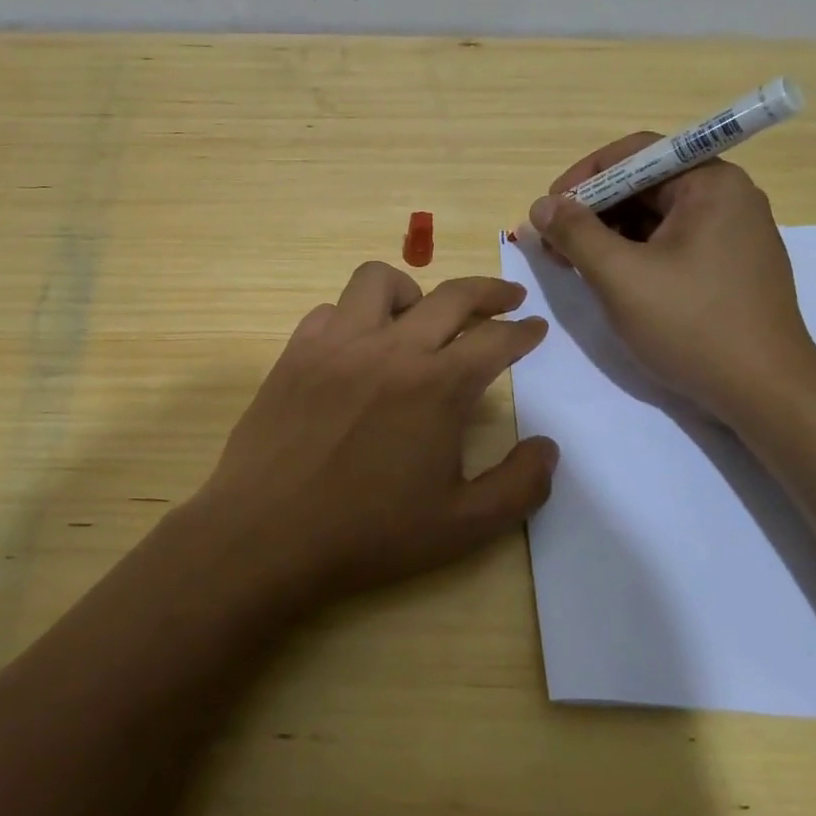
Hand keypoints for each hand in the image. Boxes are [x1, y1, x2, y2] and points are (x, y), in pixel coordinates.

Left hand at [190, 262, 558, 608]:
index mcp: (438, 385)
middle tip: (507, 298)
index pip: (496, 338)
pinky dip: (354, 317)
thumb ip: (519, 486)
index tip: (535, 328)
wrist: (268, 533)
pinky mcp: (296, 352)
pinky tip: (357, 347)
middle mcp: (391, 348)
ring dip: (413, 291)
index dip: (524, 331)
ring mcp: (337, 344)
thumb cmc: (368, 533)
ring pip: (379, 281)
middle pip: (452, 295)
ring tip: (420, 316)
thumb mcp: (462, 527)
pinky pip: (331, 310)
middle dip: (490, 291)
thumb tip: (547, 447)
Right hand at [528, 136, 815, 421]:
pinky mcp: (729, 266)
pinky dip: (634, 254)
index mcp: (710, 184)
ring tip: (573, 264)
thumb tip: (541, 205)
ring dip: (608, 234)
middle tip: (554, 244)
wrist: (764, 391)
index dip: (583, 177)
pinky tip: (609, 279)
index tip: (549, 210)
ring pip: (655, 217)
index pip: (635, 153)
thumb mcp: (620, 276)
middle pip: (644, 184)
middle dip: (592, 210)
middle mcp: (727, 197)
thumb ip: (575, 233)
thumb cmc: (691, 324)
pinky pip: (671, 243)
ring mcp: (732, 233)